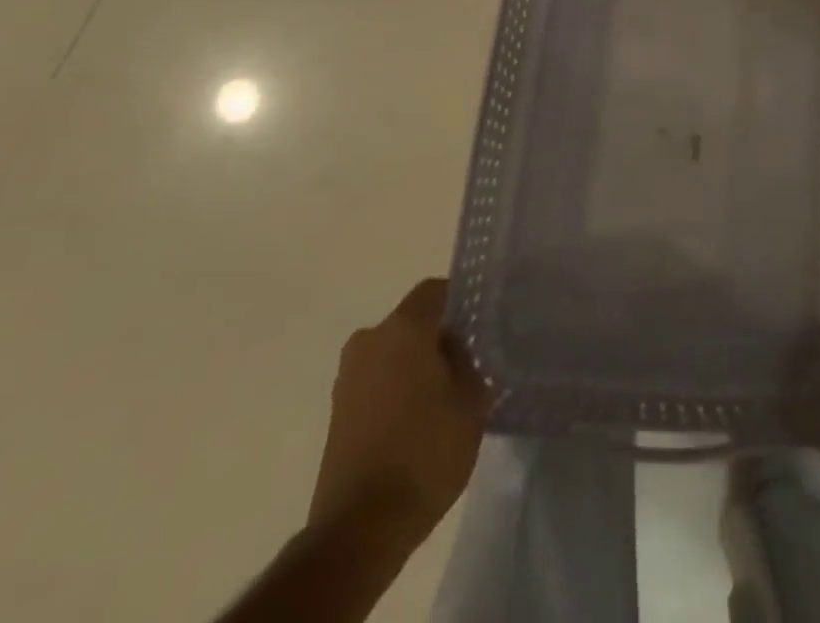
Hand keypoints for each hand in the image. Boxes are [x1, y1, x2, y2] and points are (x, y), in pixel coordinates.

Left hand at [308, 278, 490, 548]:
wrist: (358, 528)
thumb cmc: (424, 452)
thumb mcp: (472, 402)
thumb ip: (471, 362)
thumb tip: (463, 349)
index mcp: (404, 327)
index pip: (436, 291)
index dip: (462, 301)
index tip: (482, 323)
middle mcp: (370, 339)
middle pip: (413, 321)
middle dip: (440, 336)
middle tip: (470, 360)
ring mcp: (348, 376)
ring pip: (393, 351)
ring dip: (417, 364)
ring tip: (446, 393)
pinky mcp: (337, 411)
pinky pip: (377, 380)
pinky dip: (397, 388)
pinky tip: (419, 418)